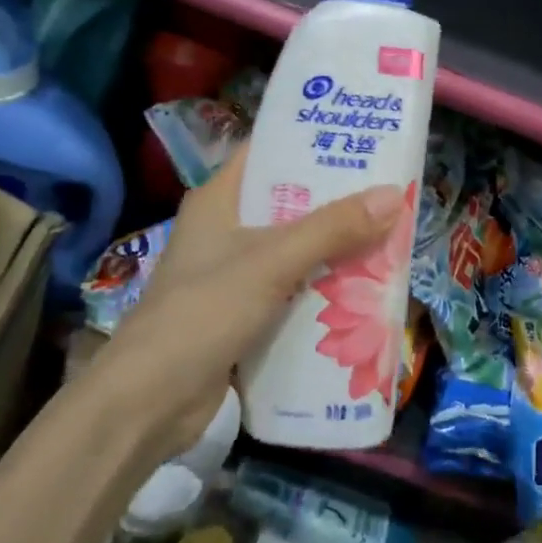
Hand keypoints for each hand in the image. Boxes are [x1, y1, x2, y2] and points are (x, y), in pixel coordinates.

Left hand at [102, 146, 409, 459]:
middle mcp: (225, 229)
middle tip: (388, 192)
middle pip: (288, 204)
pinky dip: (321, 289)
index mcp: (219, 199)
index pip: (267, 154)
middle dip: (335, 203)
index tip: (358, 139)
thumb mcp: (272, 261)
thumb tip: (393, 195)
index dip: (309, 143)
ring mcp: (232, 274)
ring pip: (293, 250)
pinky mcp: (241, 314)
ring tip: (388, 237)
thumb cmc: (204, 311)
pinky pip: (291, 290)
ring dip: (333, 250)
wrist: (148, 403)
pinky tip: (361, 290)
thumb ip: (332, 229)